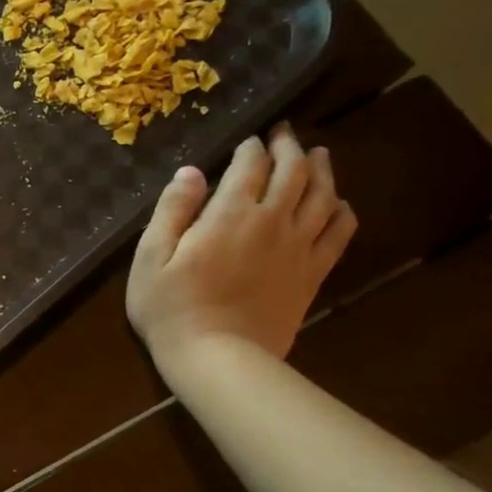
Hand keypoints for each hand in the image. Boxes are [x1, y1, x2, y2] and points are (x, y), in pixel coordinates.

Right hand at [126, 123, 356, 374]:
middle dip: (288, 147)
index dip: (251, 147)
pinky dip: (342, 210)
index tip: (248, 139)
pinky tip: (338, 204)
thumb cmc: (170, 308)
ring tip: (318, 155)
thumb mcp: (150, 257)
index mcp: (230, 214)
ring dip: (322, 169)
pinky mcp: (313, 273)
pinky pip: (340, 232)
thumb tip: (191, 172)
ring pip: (323, 195)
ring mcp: (299, 248)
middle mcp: (273, 221)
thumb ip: (171, 210)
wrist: (217, 357)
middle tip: (283, 134)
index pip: (250, 165)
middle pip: (294, 171)